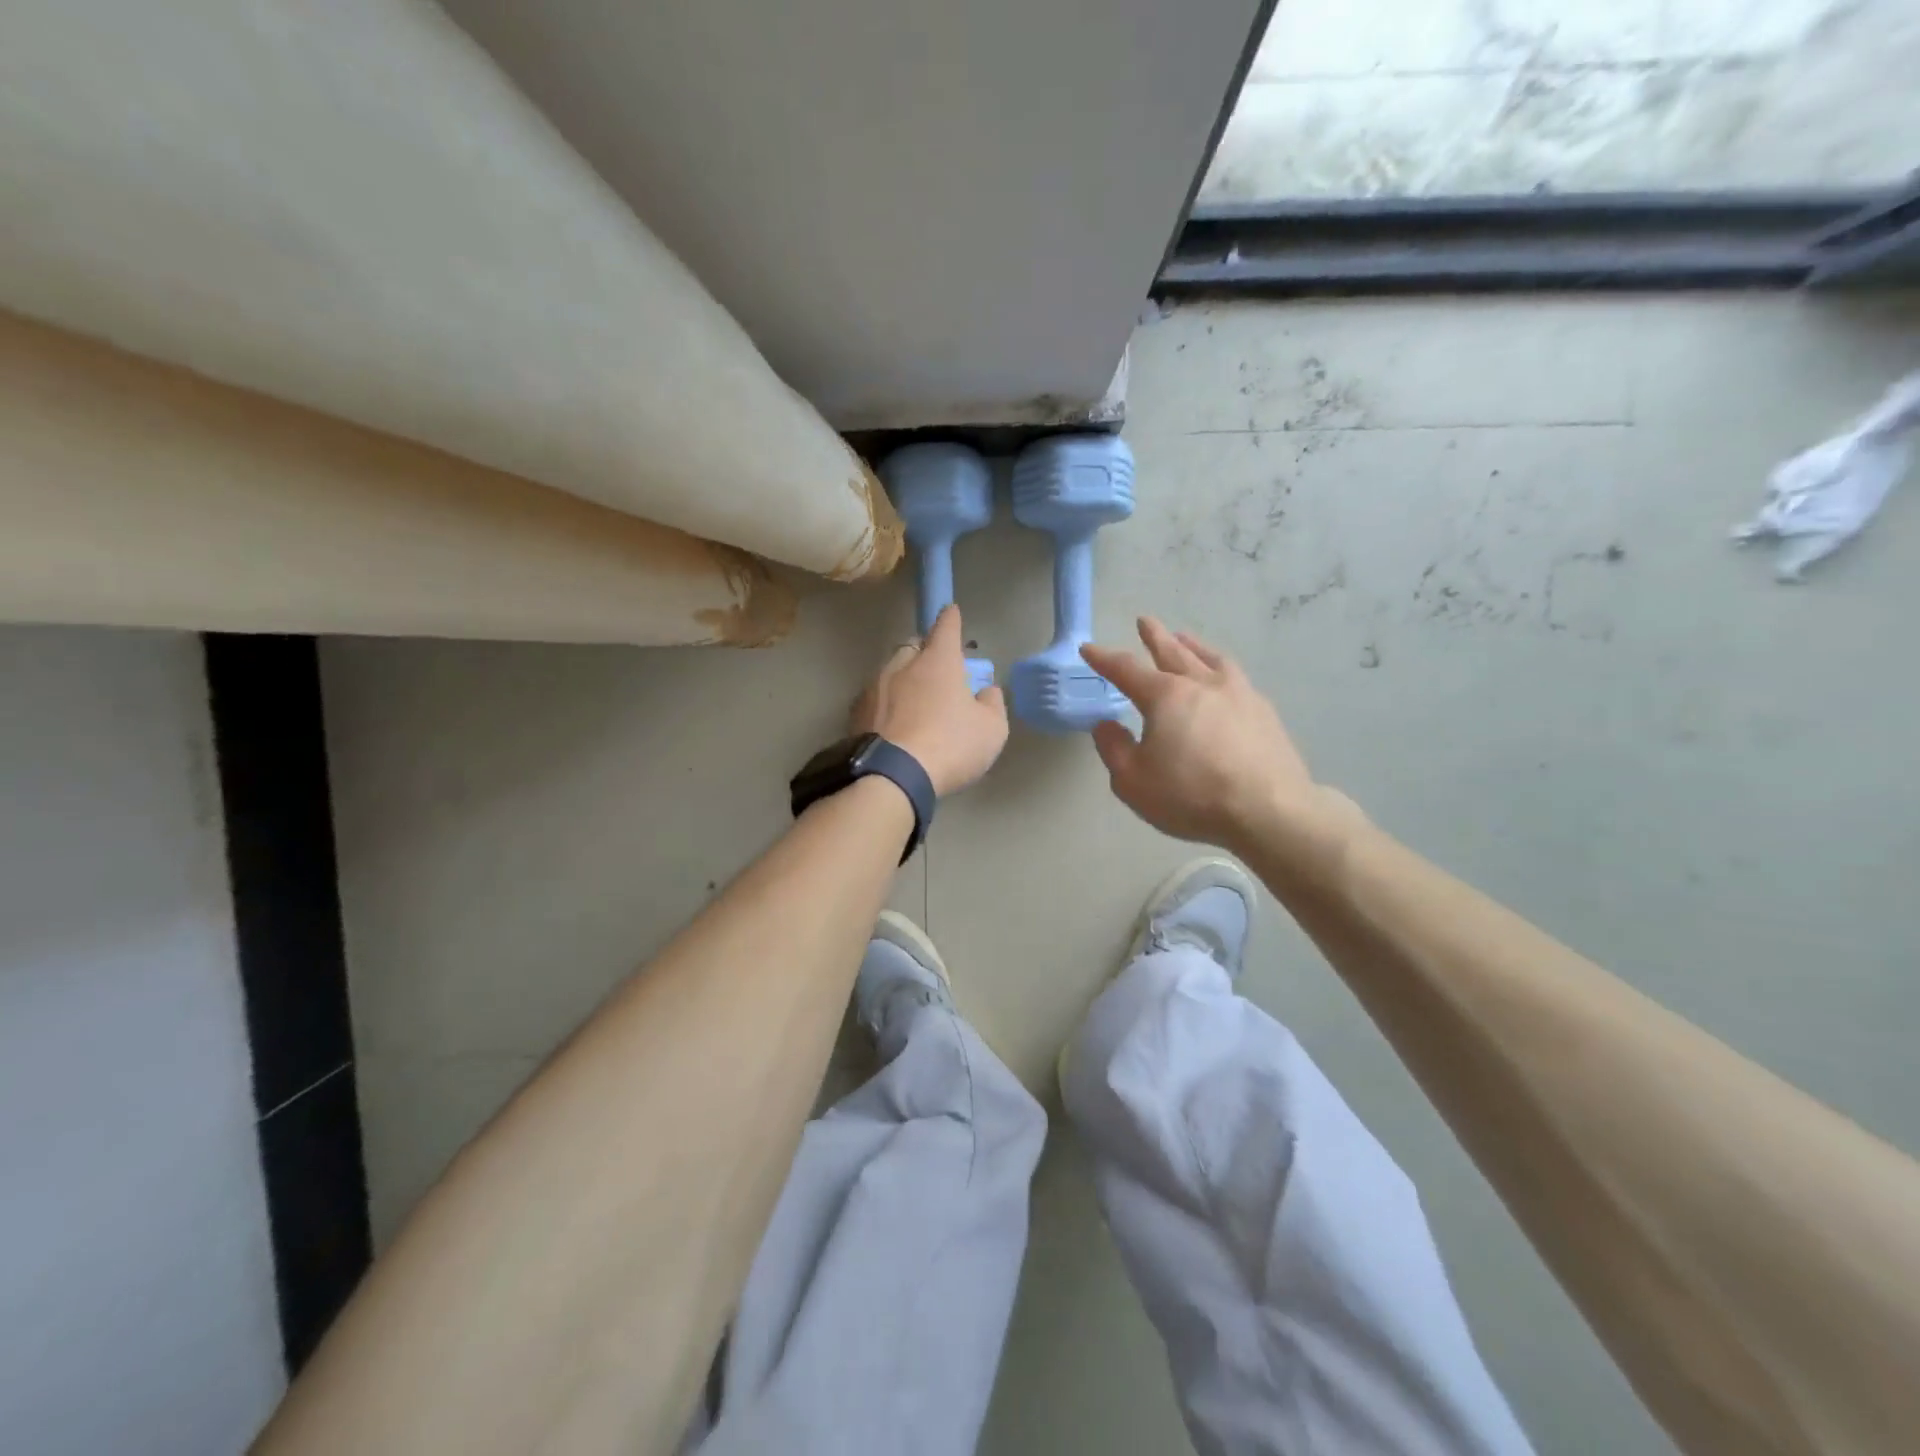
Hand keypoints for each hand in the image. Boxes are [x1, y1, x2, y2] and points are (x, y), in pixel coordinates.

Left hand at [852, 606, 1008, 796]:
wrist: (892, 776)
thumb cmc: (950, 746)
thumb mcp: (991, 730)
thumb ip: (992, 704)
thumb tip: (986, 691)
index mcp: (938, 661)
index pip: (946, 627)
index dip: (951, 619)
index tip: (952, 612)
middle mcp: (902, 665)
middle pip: (913, 646)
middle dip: (924, 651)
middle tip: (936, 669)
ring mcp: (874, 688)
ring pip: (890, 671)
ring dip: (902, 679)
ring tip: (912, 701)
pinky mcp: (855, 713)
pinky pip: (875, 699)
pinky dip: (885, 704)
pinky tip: (892, 723)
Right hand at [1083, 618, 1353, 860]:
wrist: (1268, 810)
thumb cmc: (1192, 795)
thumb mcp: (1133, 781)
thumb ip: (1114, 749)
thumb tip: (1106, 725)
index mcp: (1166, 697)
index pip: (1127, 670)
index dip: (1104, 659)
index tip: (1089, 649)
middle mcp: (1202, 684)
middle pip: (1173, 652)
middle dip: (1155, 637)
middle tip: (1145, 621)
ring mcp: (1238, 694)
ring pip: (1209, 658)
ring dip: (1192, 645)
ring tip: (1184, 638)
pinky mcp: (1264, 711)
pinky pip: (1235, 676)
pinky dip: (1219, 667)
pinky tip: (1223, 677)